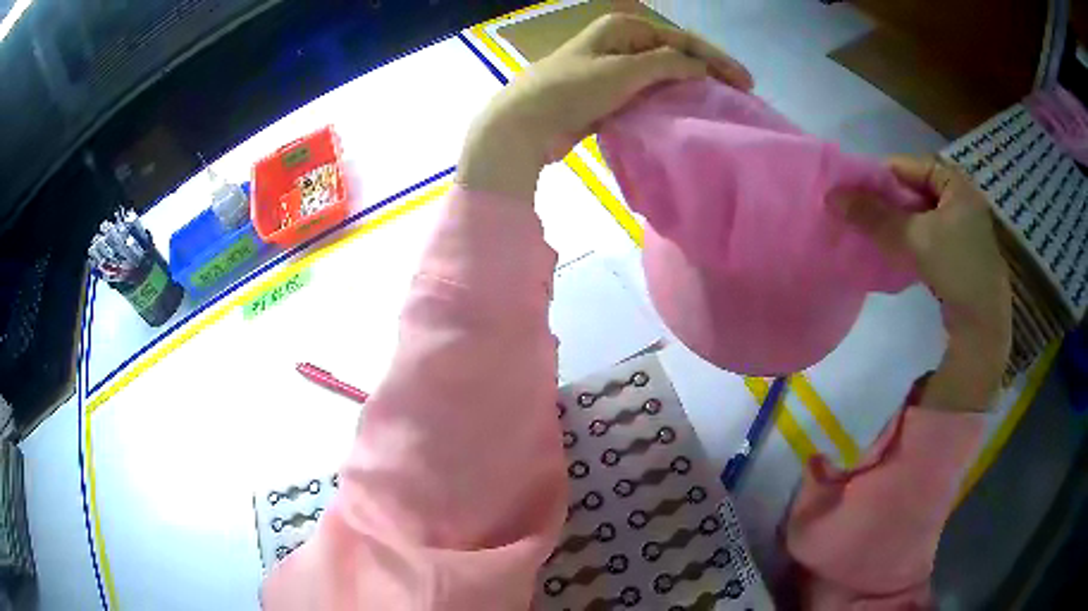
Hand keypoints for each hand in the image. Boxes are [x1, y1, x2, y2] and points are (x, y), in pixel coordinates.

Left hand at [457, 12, 752, 199]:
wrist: (524, 124)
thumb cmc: (572, 90)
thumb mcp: (624, 71)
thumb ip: (667, 65)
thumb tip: (700, 68)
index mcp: (625, 29)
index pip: (682, 40)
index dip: (716, 59)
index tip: (746, 82)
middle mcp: (621, 43)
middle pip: (675, 55)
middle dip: (707, 72)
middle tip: (739, 94)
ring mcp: (613, 68)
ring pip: (662, 75)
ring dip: (690, 87)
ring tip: (719, 105)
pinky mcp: (608, 93)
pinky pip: (647, 93)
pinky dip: (668, 101)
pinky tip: (686, 113)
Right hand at [836, 156, 1011, 410]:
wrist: (984, 325)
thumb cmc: (957, 268)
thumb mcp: (915, 238)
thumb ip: (876, 216)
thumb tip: (832, 196)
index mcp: (956, 184)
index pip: (910, 166)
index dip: (881, 176)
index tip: (855, 191)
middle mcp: (960, 200)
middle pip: (914, 191)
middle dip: (887, 202)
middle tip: (860, 213)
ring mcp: (962, 229)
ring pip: (920, 216)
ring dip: (897, 224)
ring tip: (873, 233)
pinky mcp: (958, 255)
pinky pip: (927, 237)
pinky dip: (910, 241)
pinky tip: (894, 251)